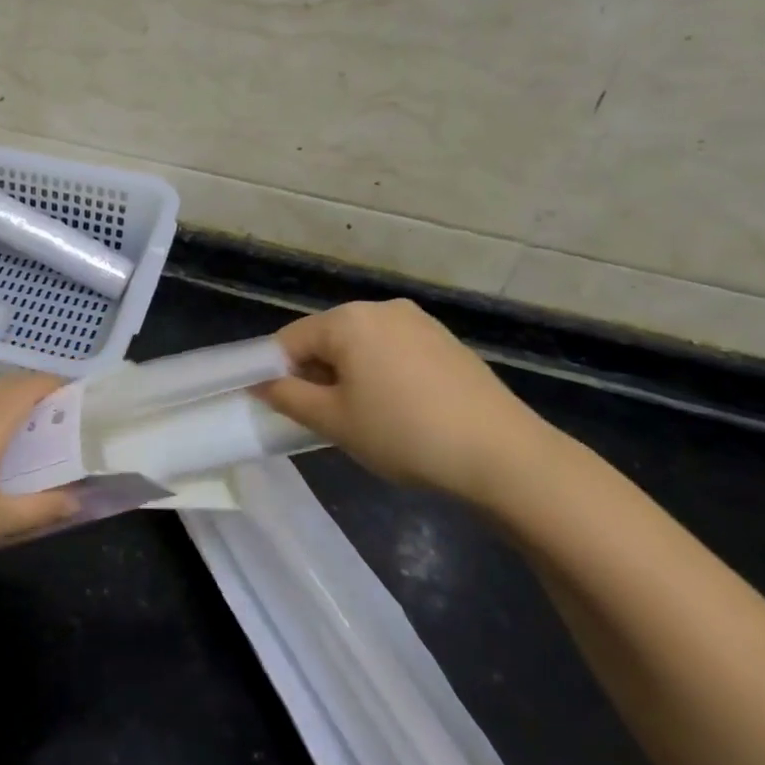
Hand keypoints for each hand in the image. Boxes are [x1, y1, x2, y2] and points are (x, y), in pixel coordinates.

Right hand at [255, 300, 559, 507]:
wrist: (503, 455)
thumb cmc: (403, 433)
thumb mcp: (334, 421)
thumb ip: (288, 397)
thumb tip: (260, 384)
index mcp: (348, 320)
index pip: (289, 340)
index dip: (276, 372)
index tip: (281, 407)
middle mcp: (381, 309)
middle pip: (327, 337)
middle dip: (316, 373)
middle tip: (323, 417)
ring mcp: (419, 322)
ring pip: (362, 345)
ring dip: (349, 374)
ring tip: (364, 417)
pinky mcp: (446, 341)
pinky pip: (394, 350)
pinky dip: (382, 373)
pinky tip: (399, 409)